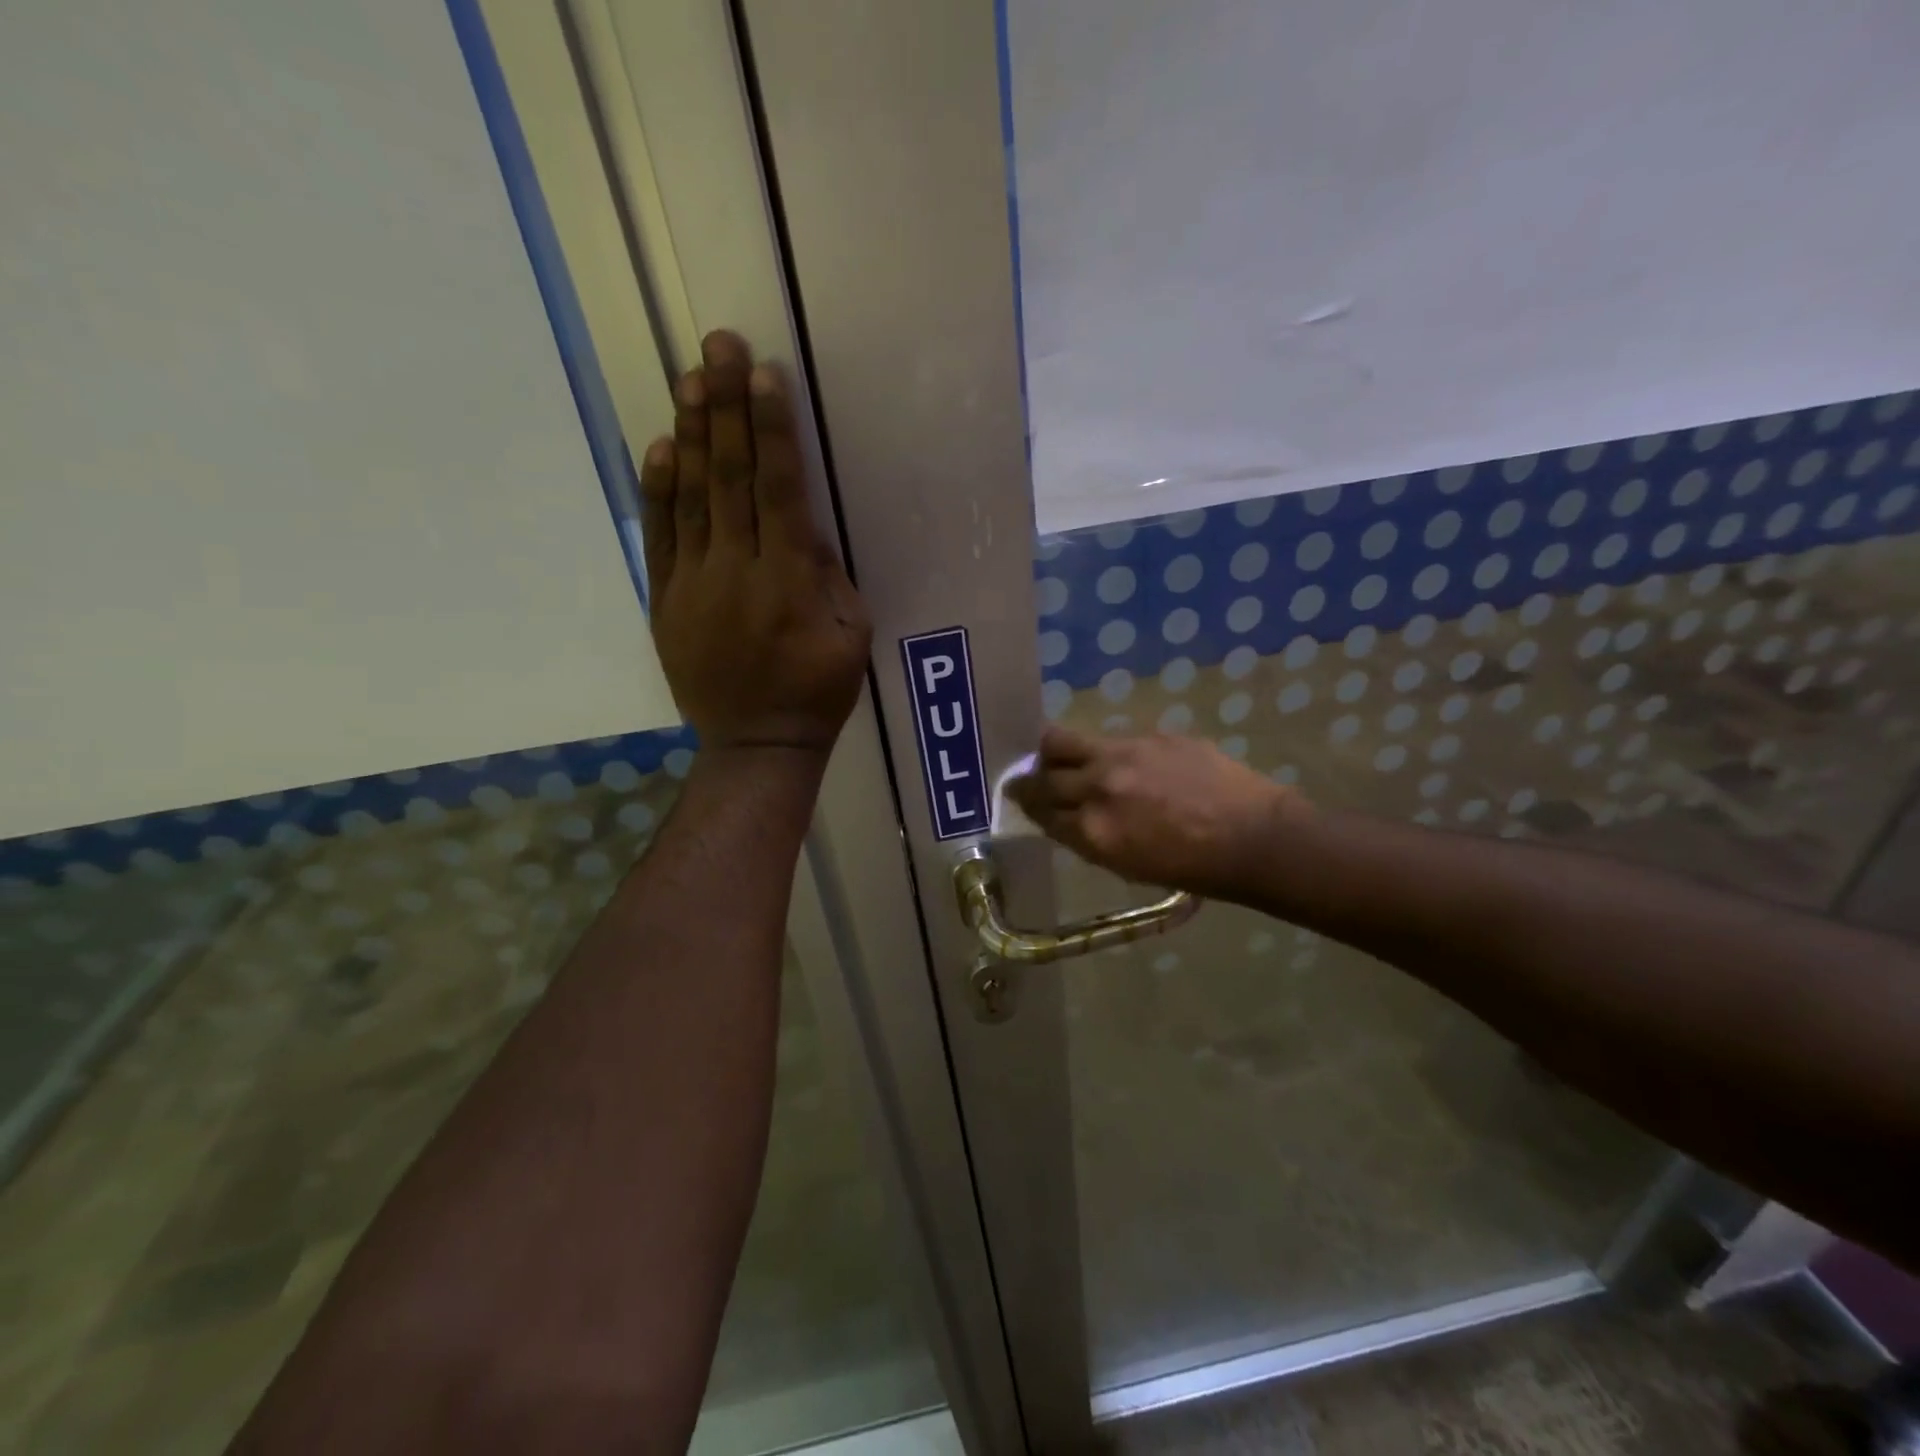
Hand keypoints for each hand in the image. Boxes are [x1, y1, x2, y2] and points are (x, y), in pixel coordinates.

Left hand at [640, 331, 871, 754]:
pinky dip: (659, 489)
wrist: (756, 743)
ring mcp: (693, 584)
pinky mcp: (664, 600)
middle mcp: (737, 571)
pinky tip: (661, 446)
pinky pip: (659, 537)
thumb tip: (801, 525)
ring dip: (691, 434)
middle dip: (725, 407)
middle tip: (717, 346)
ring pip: (690, 497)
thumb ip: (829, 575)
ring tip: (689, 378)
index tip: (762, 375)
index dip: (770, 430)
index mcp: (789, 581)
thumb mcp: (852, 635)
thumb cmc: (818, 690)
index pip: (778, 489)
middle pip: (729, 478)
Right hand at [1008, 727, 1304, 898]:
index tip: (1023, 800)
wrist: (1254, 838)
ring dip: (1052, 751)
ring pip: (1062, 741)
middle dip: (1028, 780)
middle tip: (1026, 780)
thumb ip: (1089, 838)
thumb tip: (1067, 818)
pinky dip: (1104, 752)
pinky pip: (1110, 739)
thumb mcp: (1127, 865)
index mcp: (1093, 831)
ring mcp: (1123, 754)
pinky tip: (1122, 761)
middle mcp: (1099, 787)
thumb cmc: (1192, 868)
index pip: (1040, 812)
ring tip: (1054, 755)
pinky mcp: (1151, 735)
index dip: (1028, 806)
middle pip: (1042, 776)